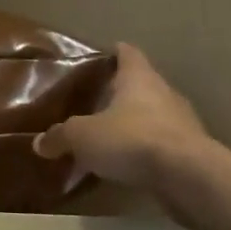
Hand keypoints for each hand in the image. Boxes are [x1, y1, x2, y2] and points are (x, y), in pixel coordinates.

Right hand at [33, 43, 212, 191]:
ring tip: (108, 134)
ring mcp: (182, 123)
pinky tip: (126, 162)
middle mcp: (164, 93)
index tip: (102, 55)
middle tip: (94, 100)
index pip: (128, 54)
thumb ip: (60, 136)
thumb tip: (39, 143)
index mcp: (138, 78)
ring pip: (152, 115)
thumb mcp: (82, 136)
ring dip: (134, 123)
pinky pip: (160, 143)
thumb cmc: (131, 139)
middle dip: (120, 92)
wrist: (188, 176)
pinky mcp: (190, 151)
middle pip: (141, 85)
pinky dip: (144, 148)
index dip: (114, 53)